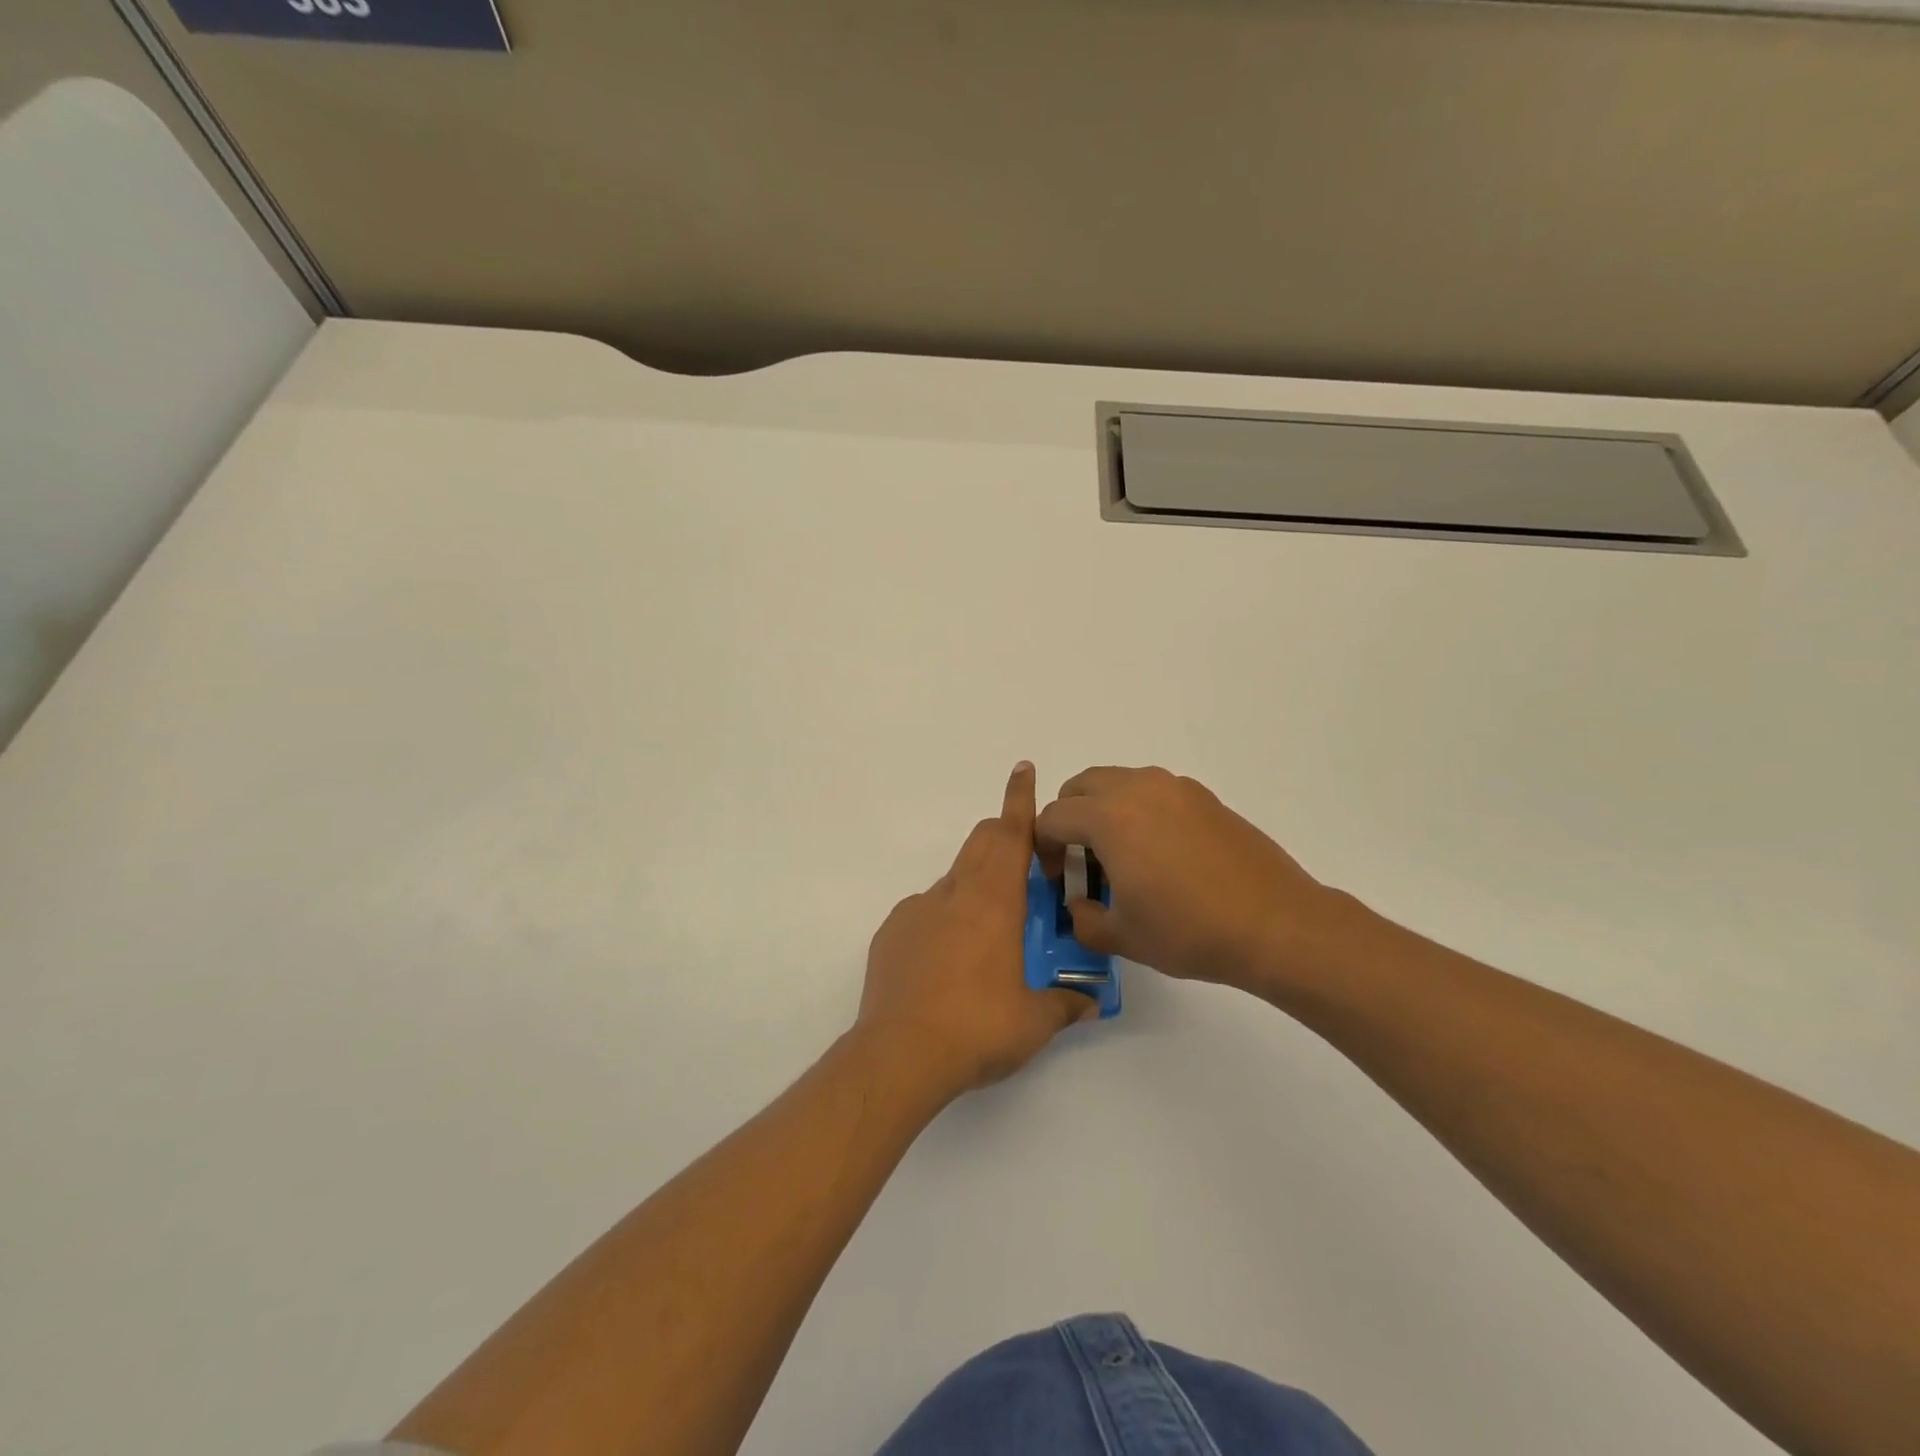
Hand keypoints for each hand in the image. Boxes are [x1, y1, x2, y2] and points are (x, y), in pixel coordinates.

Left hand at [857, 762, 1096, 1099]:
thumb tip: (1089, 1001)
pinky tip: (946, 964)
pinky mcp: (891, 933)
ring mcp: (916, 910)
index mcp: (993, 901)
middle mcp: (953, 894)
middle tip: (1024, 863)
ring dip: (975, 889)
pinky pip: (924, 912)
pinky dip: (943, 921)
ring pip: (953, 881)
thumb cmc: (977, 1028)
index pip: (1010, 834)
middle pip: (980, 843)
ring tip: (988, 936)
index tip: (1023, 769)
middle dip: (1003, 837)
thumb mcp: (1034, 1022)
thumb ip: (1065, 1004)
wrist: (899, 1055)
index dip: (1019, 799)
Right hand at [1034, 765, 1356, 994]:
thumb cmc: (1190, 930)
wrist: (1276, 924)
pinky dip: (1139, 811)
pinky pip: (1153, 792)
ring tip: (1122, 858)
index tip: (1057, 880)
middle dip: (1069, 819)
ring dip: (1103, 811)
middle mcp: (1138, 788)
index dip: (1043, 848)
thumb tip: (1078, 906)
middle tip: (1081, 862)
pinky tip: (1161, 855)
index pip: (1052, 817)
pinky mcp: (1204, 797)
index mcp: (1108, 816)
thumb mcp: (1123, 936)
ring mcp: (1175, 788)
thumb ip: (1083, 920)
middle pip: (1080, 786)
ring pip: (1118, 783)